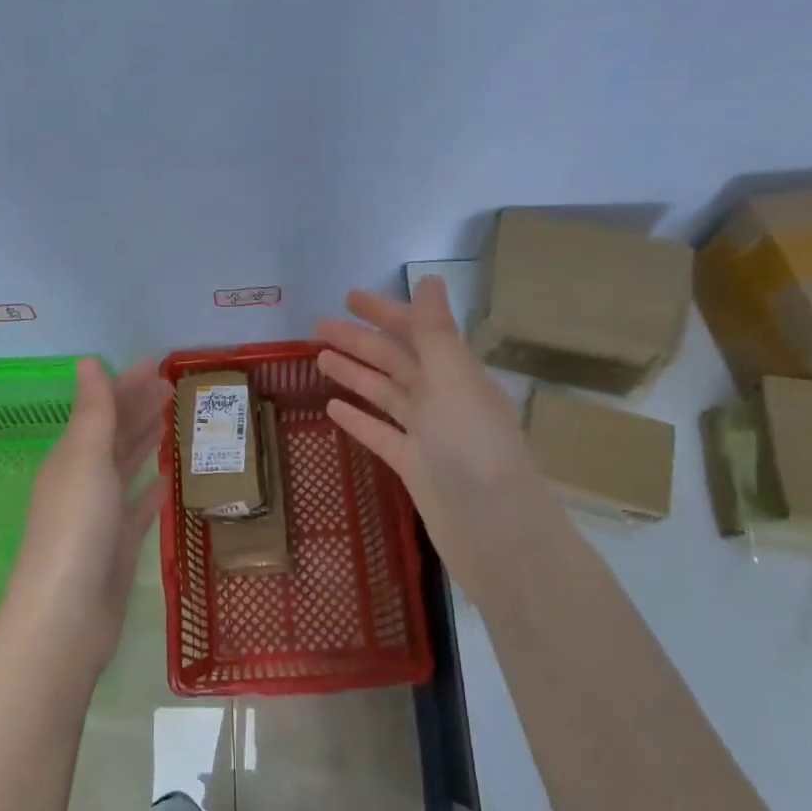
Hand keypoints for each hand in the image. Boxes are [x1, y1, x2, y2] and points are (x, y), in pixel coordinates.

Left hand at [0, 357, 170, 677]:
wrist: (67, 616)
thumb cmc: (77, 528)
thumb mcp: (86, 459)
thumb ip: (94, 411)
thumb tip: (88, 361)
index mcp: (71, 458)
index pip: (103, 410)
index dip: (128, 385)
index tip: (158, 365)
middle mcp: (82, 482)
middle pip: (115, 435)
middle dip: (140, 408)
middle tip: (173, 386)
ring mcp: (100, 516)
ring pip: (126, 468)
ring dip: (145, 443)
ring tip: (171, 421)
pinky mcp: (117, 547)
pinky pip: (137, 509)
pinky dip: (150, 492)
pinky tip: (167, 480)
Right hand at [316, 276, 565, 599]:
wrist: (494, 531)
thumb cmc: (473, 449)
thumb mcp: (453, 381)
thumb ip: (436, 333)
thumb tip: (430, 279)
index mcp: (457, 374)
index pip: (416, 331)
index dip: (384, 312)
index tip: (349, 297)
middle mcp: (443, 399)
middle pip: (395, 361)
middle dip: (358, 341)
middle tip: (317, 327)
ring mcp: (427, 435)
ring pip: (384, 394)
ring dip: (354, 374)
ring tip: (318, 359)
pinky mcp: (413, 467)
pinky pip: (380, 434)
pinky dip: (358, 419)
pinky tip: (332, 409)